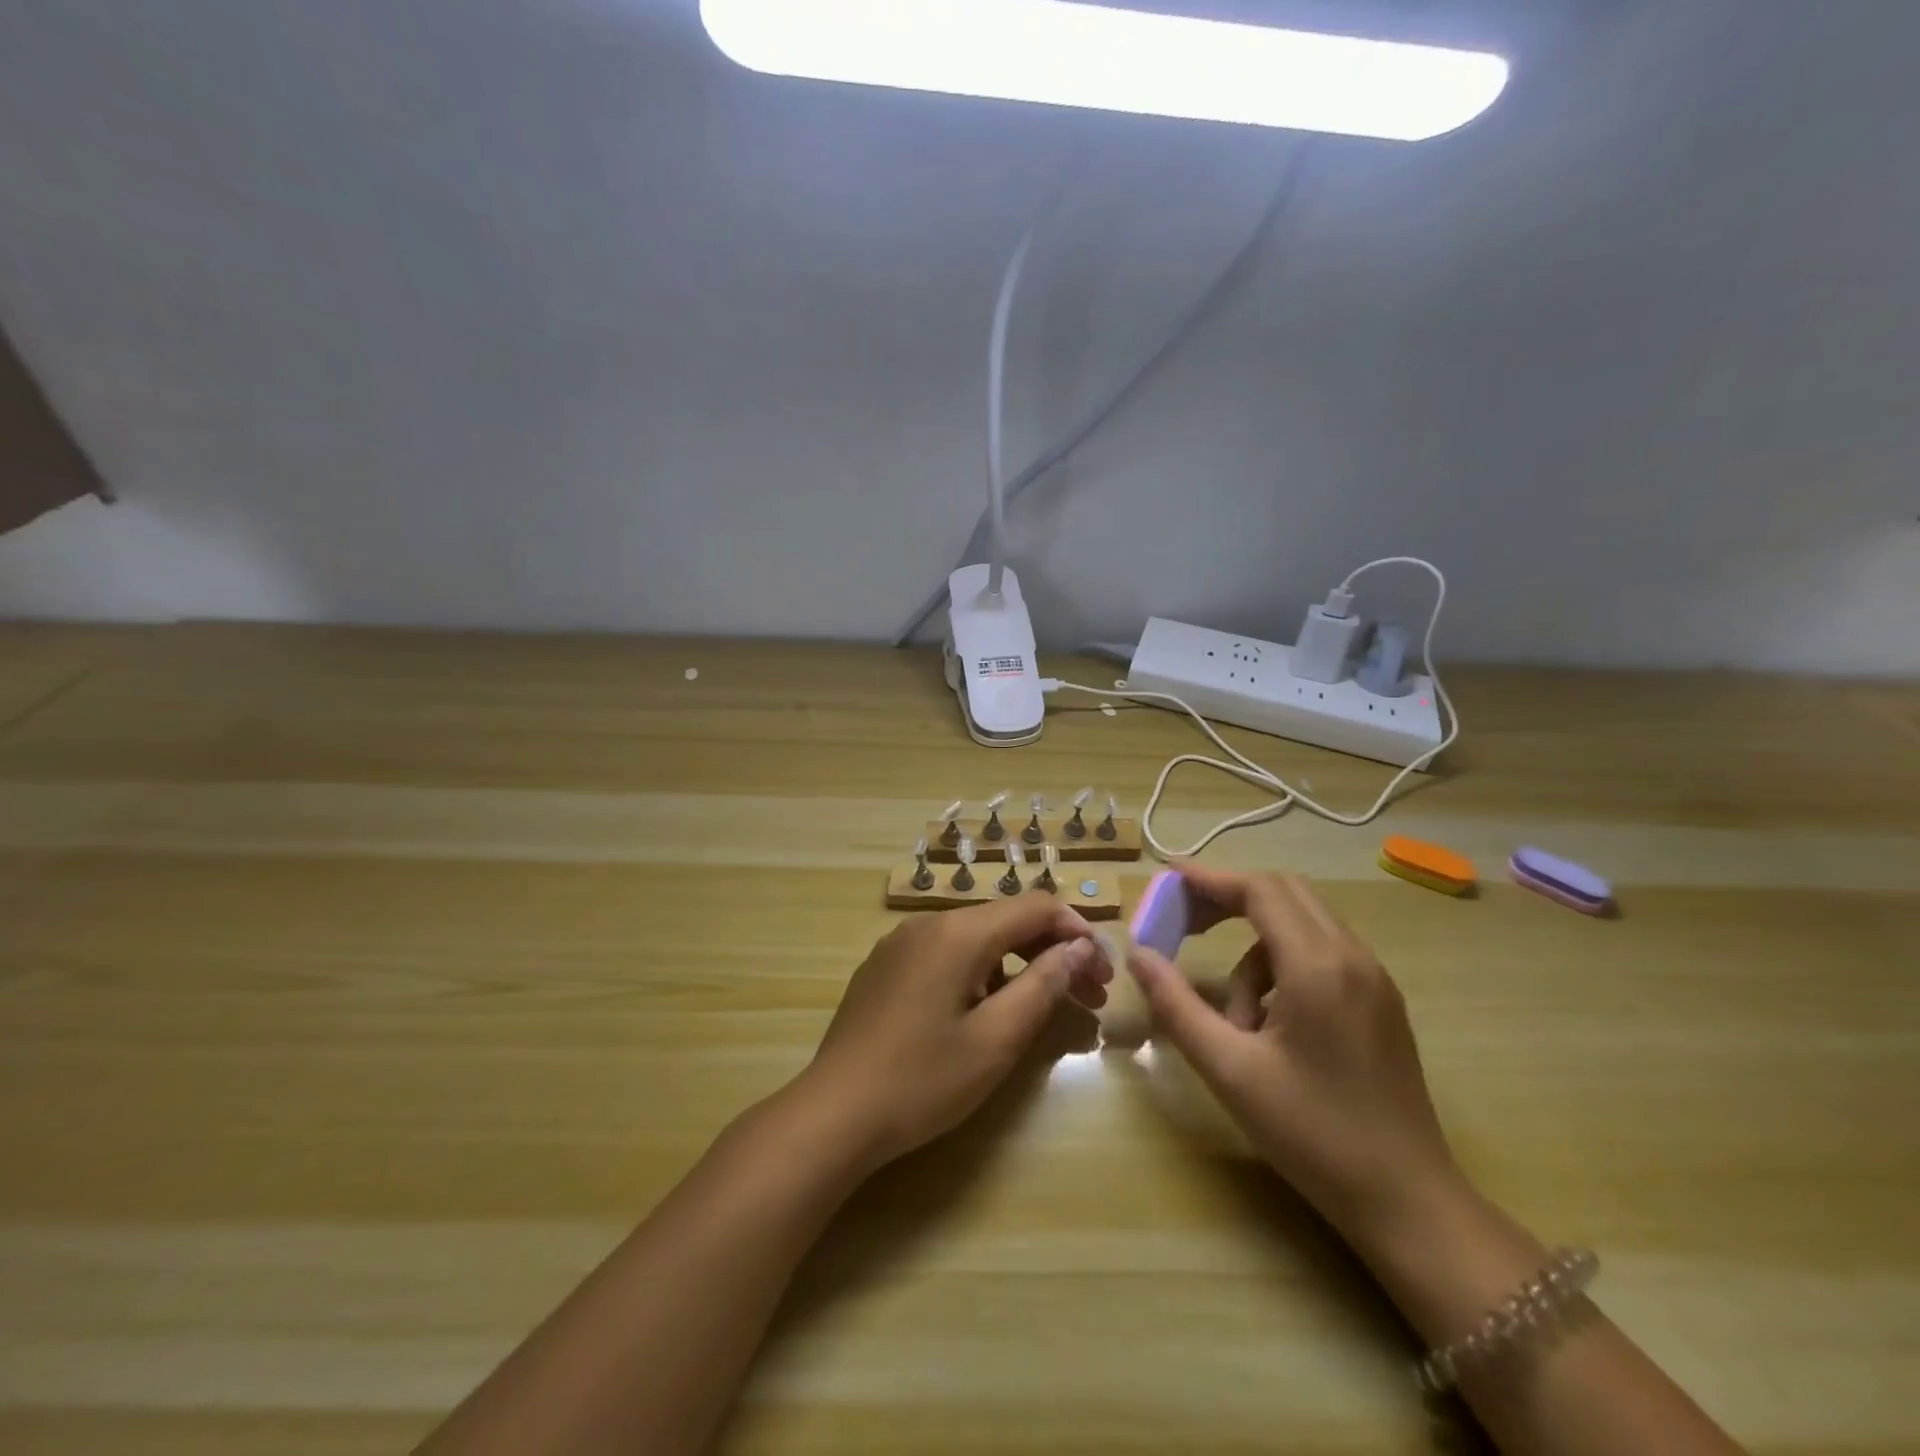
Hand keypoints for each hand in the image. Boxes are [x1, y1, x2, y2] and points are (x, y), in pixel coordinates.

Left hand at [796, 894, 1108, 1172]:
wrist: (833, 1113)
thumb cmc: (922, 1080)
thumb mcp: (995, 1039)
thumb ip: (1042, 986)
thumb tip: (1077, 949)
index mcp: (957, 932)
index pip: (1034, 907)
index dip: (1076, 932)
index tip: (1103, 972)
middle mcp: (928, 924)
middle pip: (1005, 921)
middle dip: (1051, 951)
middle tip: (1089, 996)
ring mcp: (900, 944)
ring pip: (976, 938)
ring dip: (1018, 964)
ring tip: (1044, 1008)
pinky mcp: (885, 967)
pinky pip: (946, 955)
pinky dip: (980, 972)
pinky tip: (988, 1011)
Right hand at [1125, 863, 1458, 1243]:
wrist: (1409, 1203)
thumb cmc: (1313, 1135)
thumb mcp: (1230, 1071)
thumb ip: (1177, 1005)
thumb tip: (1138, 955)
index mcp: (1318, 967)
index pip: (1259, 890)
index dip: (1209, 879)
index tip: (1167, 881)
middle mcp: (1353, 957)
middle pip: (1284, 892)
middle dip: (1228, 898)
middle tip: (1184, 923)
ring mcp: (1374, 978)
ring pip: (1302, 923)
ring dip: (1255, 945)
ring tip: (1235, 1015)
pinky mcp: (1380, 1000)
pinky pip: (1321, 952)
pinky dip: (1282, 964)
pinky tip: (1270, 1023)